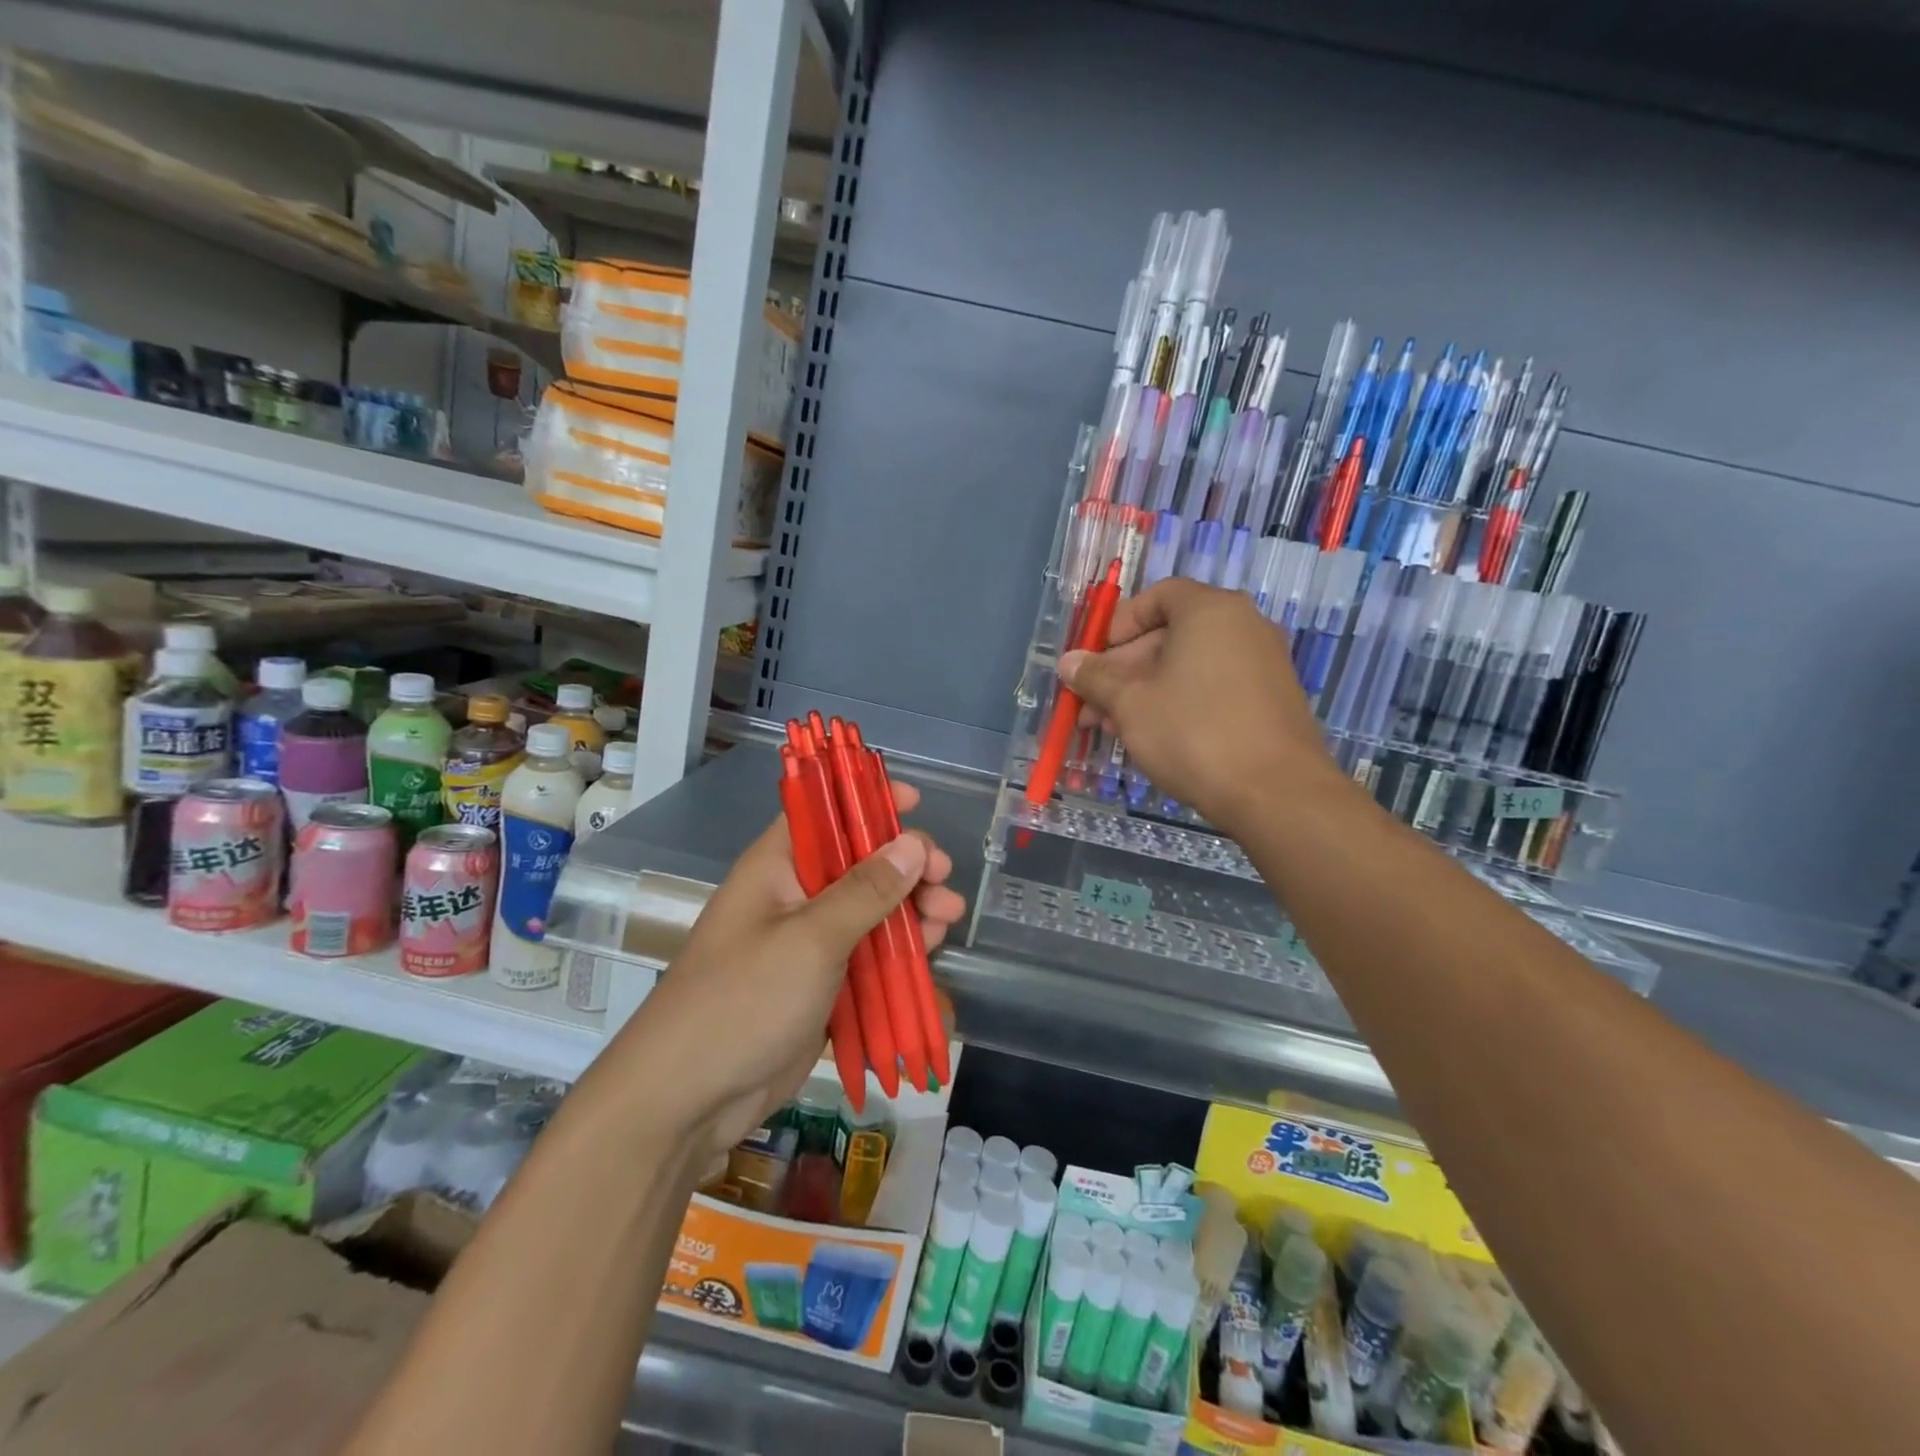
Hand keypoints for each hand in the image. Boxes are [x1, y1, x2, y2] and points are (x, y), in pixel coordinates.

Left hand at [614, 780, 965, 1155]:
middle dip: (905, 867)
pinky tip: (930, 957)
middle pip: (858, 865)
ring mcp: (807, 945)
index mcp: (776, 868)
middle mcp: (793, 897)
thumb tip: (913, 845)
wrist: (688, 1100)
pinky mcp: (820, 987)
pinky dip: (898, 956)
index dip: (866, 801)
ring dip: (910, 912)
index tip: (915, 802)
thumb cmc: (743, 1001)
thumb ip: (866, 891)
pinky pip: (867, 959)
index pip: (824, 813)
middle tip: (945, 878)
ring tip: (948, 919)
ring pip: (869, 914)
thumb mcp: (811, 939)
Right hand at [1059, 578, 1338, 830]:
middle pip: (1170, 634)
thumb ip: (1095, 678)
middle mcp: (1244, 626)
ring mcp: (1263, 663)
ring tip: (1113, 729)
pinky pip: (1214, 688)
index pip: (1158, 596)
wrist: (1276, 793)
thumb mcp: (1130, 704)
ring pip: (1189, 667)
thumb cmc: (1193, 733)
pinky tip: (1154, 738)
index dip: (1119, 624)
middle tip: (1092, 705)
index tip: (1095, 659)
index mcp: (1210, 610)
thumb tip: (1069, 662)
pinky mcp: (1271, 700)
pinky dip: (1181, 703)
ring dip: (1146, 691)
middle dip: (1124, 669)